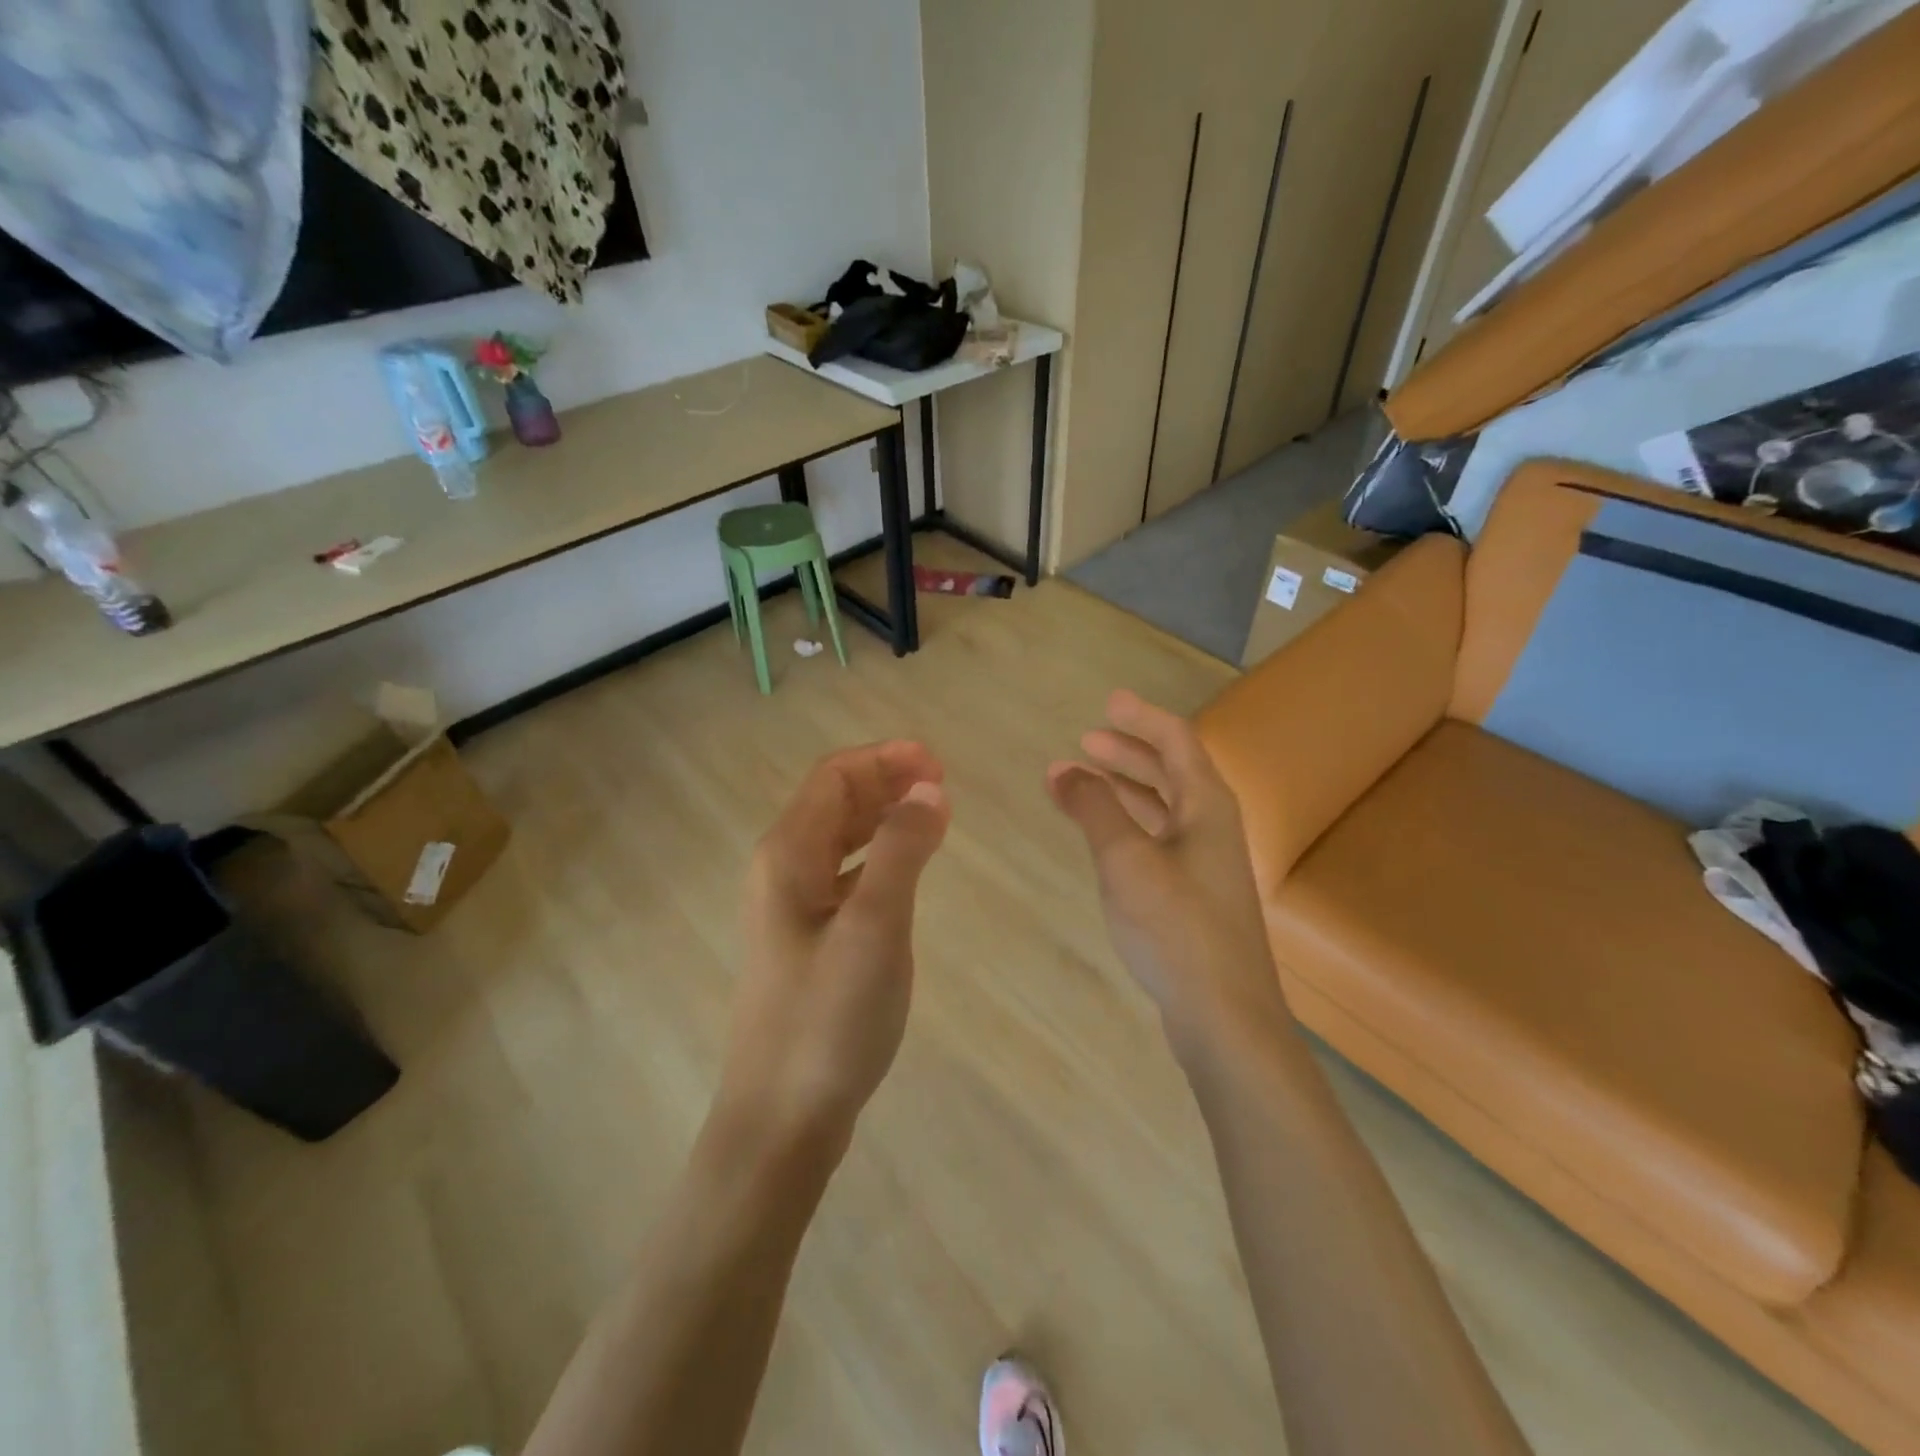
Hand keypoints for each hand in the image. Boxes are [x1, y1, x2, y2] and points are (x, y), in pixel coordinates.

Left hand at [719, 741, 950, 1147]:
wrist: (781, 1119)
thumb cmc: (828, 1018)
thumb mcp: (875, 926)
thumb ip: (902, 850)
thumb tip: (928, 790)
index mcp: (787, 855)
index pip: (835, 776)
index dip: (886, 759)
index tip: (939, 765)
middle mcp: (781, 870)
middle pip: (834, 801)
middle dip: (887, 782)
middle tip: (943, 786)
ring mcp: (790, 908)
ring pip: (839, 838)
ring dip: (883, 817)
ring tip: (934, 818)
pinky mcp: (806, 940)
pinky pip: (843, 875)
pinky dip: (877, 857)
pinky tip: (904, 871)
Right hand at [1048, 691, 1287, 1036]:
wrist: (1225, 1015)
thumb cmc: (1175, 925)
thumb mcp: (1126, 859)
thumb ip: (1094, 808)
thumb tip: (1063, 769)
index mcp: (1207, 806)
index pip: (1176, 741)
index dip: (1141, 718)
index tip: (1106, 703)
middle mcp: (1214, 827)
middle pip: (1172, 771)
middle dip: (1128, 753)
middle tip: (1085, 743)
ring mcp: (1208, 864)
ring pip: (1164, 808)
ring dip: (1125, 790)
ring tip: (1081, 784)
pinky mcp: (1196, 895)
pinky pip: (1160, 839)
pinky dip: (1129, 825)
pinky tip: (1105, 837)